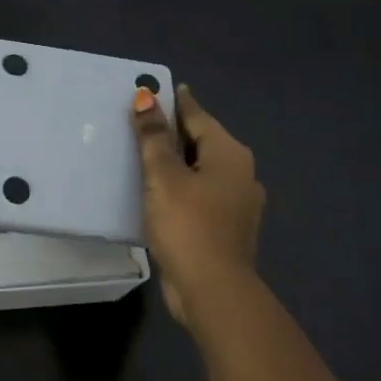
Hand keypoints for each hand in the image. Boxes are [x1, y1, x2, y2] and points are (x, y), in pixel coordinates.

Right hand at [131, 85, 264, 327]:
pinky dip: (180, 187)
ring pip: (201, 171)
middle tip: (140, 122)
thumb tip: (146, 97)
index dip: (174, 103)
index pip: (197, 116)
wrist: (212, 291)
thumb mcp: (163, 176)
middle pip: (201, 142)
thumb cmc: (187, 224)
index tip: (153, 90)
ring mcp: (237, 203)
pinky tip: (158, 193)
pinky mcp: (226, 228)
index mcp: (230, 154)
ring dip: (176, 163)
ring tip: (143, 156)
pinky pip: (200, 195)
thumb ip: (154, 136)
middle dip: (173, 132)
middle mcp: (241, 173)